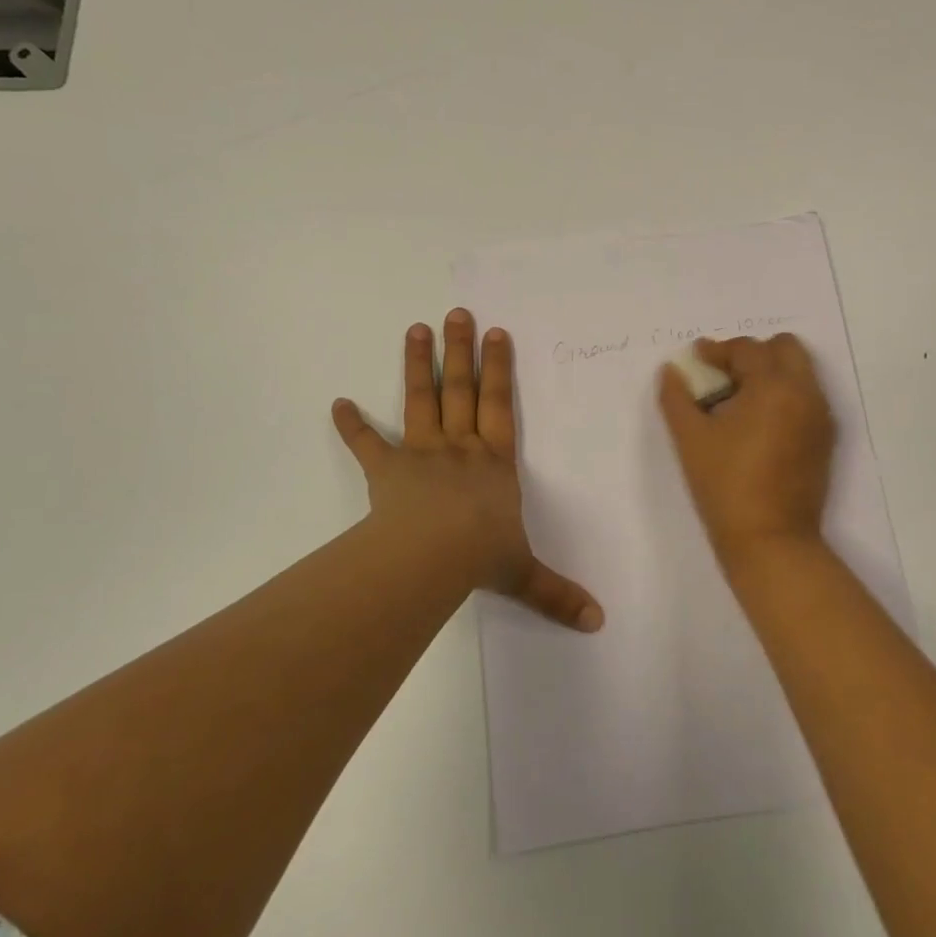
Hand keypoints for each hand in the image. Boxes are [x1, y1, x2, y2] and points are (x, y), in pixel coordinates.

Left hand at [332, 309, 603, 631]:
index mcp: (495, 462)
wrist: (432, 556)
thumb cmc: (481, 555)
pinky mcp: (386, 470)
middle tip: (457, 313)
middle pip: (461, 390)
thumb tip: (599, 623)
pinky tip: (337, 404)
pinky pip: (367, 445)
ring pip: (421, 401)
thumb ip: (557, 594)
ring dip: (417, 365)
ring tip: (415, 329)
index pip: (500, 405)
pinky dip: (351, 426)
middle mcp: (460, 448)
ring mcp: (421, 454)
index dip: (499, 370)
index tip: (497, 334)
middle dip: (460, 351)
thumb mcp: (524, 574)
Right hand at [657, 334, 835, 568]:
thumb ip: (677, 397)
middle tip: (723, 376)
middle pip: (785, 349)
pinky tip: (757, 424)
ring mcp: (820, 417)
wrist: (770, 540)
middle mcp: (805, 393)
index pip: (747, 350)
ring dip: (771, 373)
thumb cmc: (725, 485)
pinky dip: (785, 395)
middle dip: (753, 354)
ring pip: (800, 372)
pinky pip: (807, 398)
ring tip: (739, 401)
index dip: (718, 350)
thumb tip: (672, 370)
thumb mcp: (690, 439)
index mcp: (774, 387)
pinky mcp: (825, 439)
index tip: (697, 358)